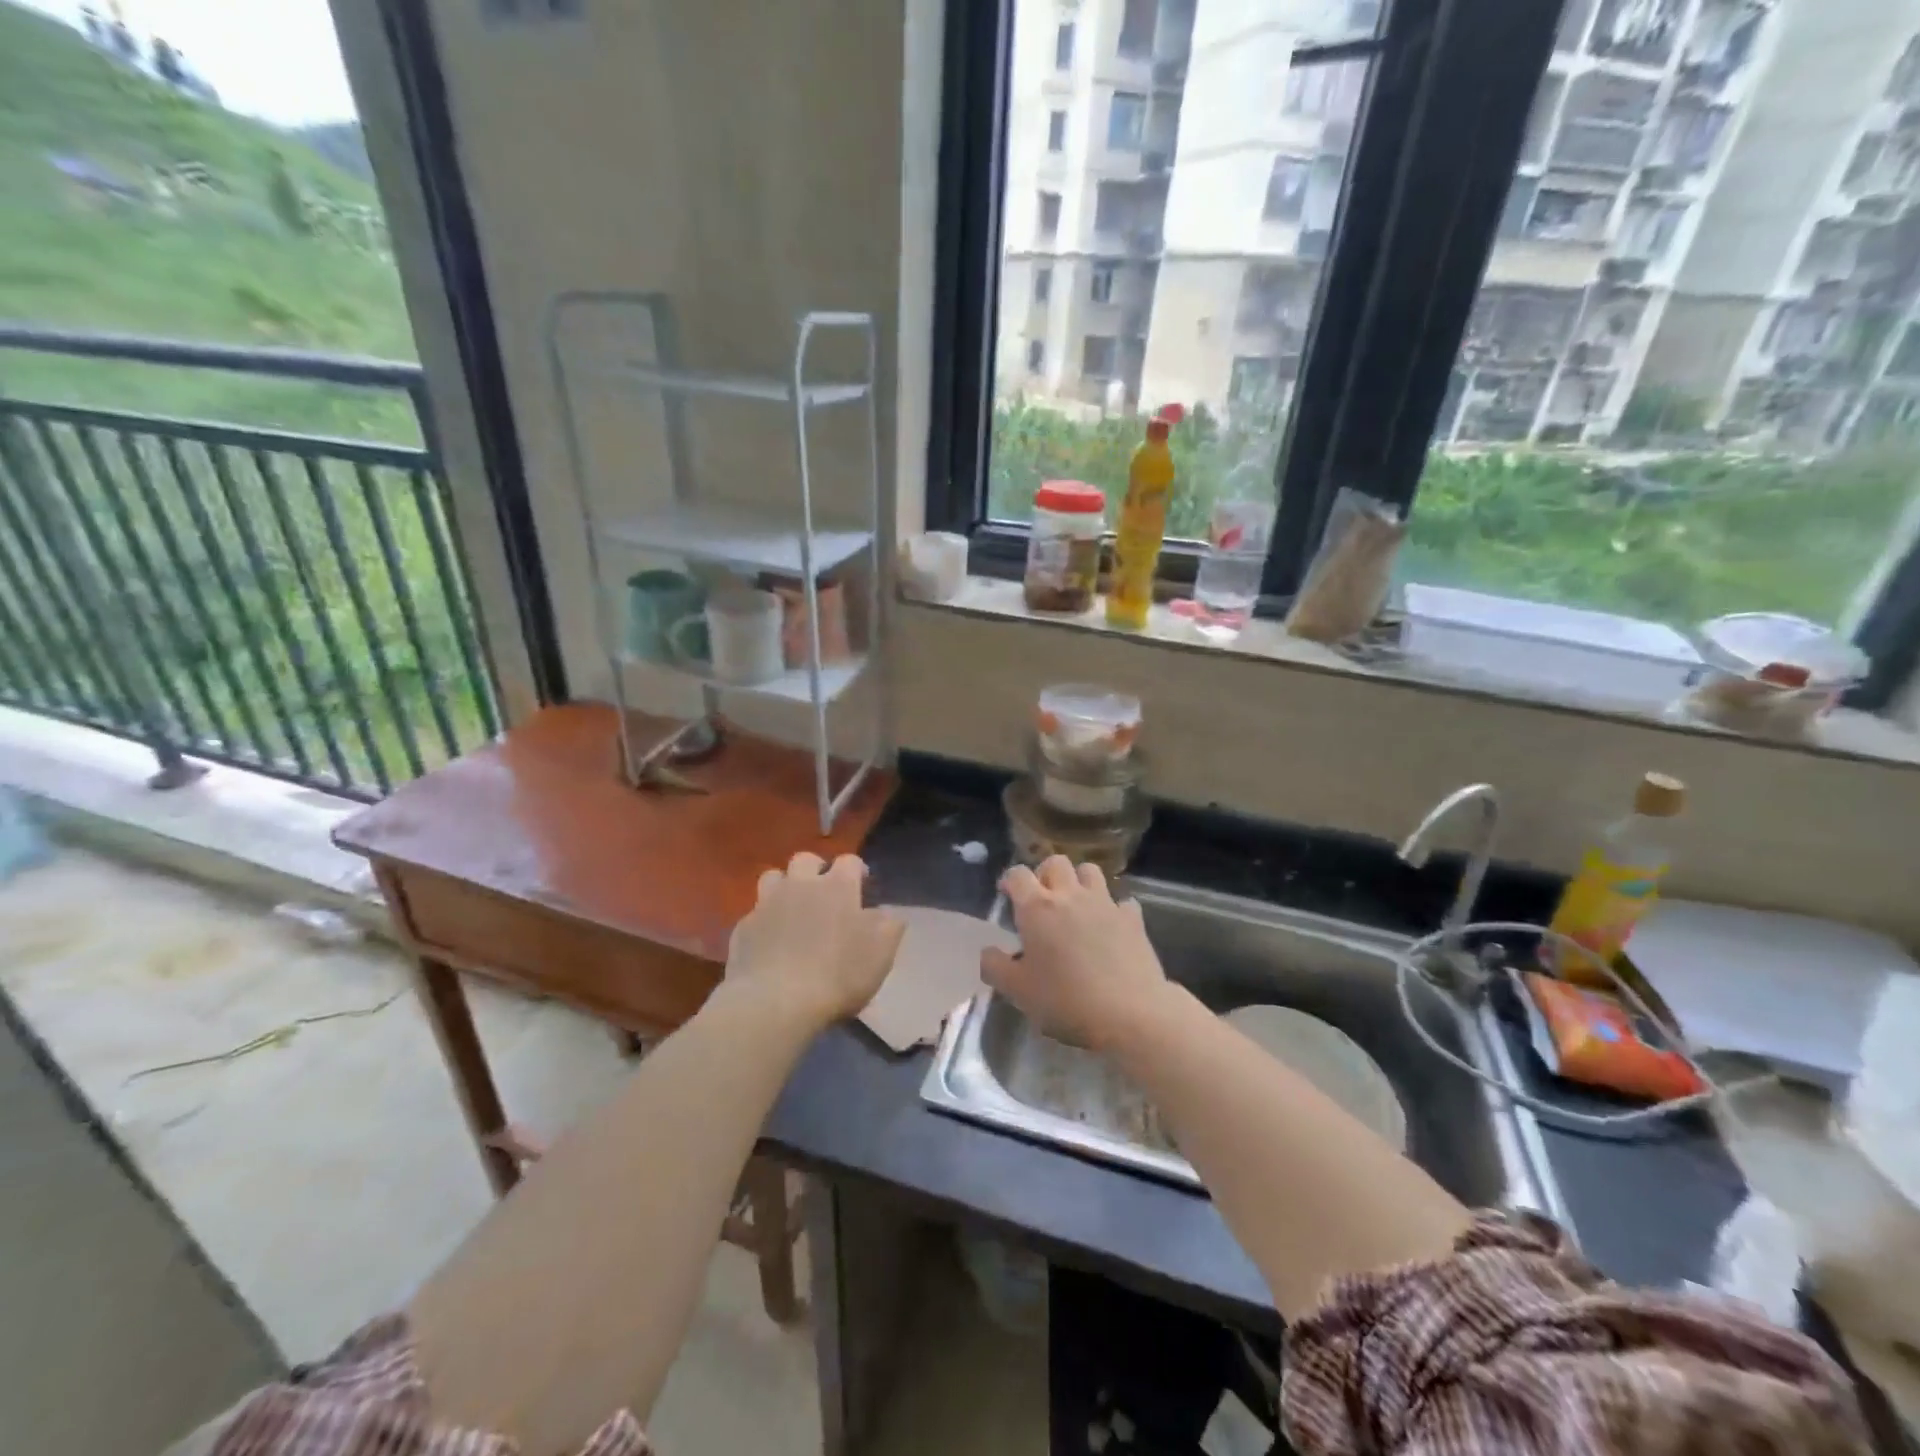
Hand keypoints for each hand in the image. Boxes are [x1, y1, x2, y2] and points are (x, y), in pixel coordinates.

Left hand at [725, 852, 905, 1031]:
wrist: (775, 1002)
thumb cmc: (837, 974)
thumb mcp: (881, 954)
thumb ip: (889, 927)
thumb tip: (887, 914)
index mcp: (837, 887)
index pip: (849, 861)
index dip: (857, 870)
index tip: (862, 886)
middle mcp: (800, 885)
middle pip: (805, 859)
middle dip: (816, 869)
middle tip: (824, 893)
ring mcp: (767, 904)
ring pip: (774, 878)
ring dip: (785, 887)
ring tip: (792, 909)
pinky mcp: (743, 928)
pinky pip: (755, 914)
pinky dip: (765, 922)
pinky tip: (770, 943)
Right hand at [981, 856, 1169, 1049]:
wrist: (1129, 1013)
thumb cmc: (1066, 1000)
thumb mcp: (1017, 991)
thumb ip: (995, 967)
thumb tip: (988, 951)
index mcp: (1037, 908)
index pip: (1017, 874)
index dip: (1009, 881)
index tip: (1007, 896)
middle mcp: (1069, 895)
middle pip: (1055, 862)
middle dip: (1045, 874)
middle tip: (1042, 900)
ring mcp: (1104, 903)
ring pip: (1090, 870)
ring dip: (1079, 881)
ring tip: (1075, 905)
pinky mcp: (1132, 918)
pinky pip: (1121, 901)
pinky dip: (1113, 909)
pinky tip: (1110, 927)